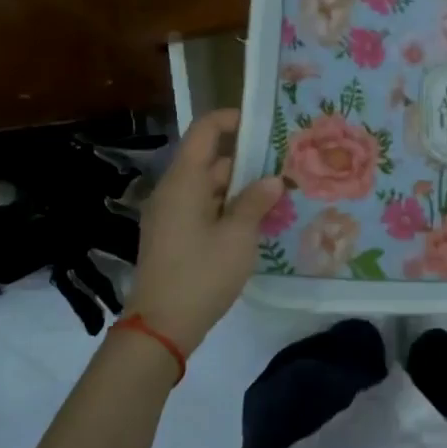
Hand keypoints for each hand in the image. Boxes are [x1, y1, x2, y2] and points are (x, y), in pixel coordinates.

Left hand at [121, 110, 282, 352]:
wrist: (161, 327)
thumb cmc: (201, 274)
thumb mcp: (238, 237)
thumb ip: (255, 202)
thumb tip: (272, 180)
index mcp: (184, 182)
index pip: (205, 132)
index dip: (231, 120)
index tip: (263, 122)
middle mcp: (173, 192)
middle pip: (210, 161)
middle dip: (246, 162)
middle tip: (284, 167)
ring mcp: (170, 215)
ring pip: (209, 188)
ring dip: (240, 190)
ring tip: (278, 196)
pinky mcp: (173, 237)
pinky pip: (203, 209)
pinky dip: (227, 209)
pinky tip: (255, 223)